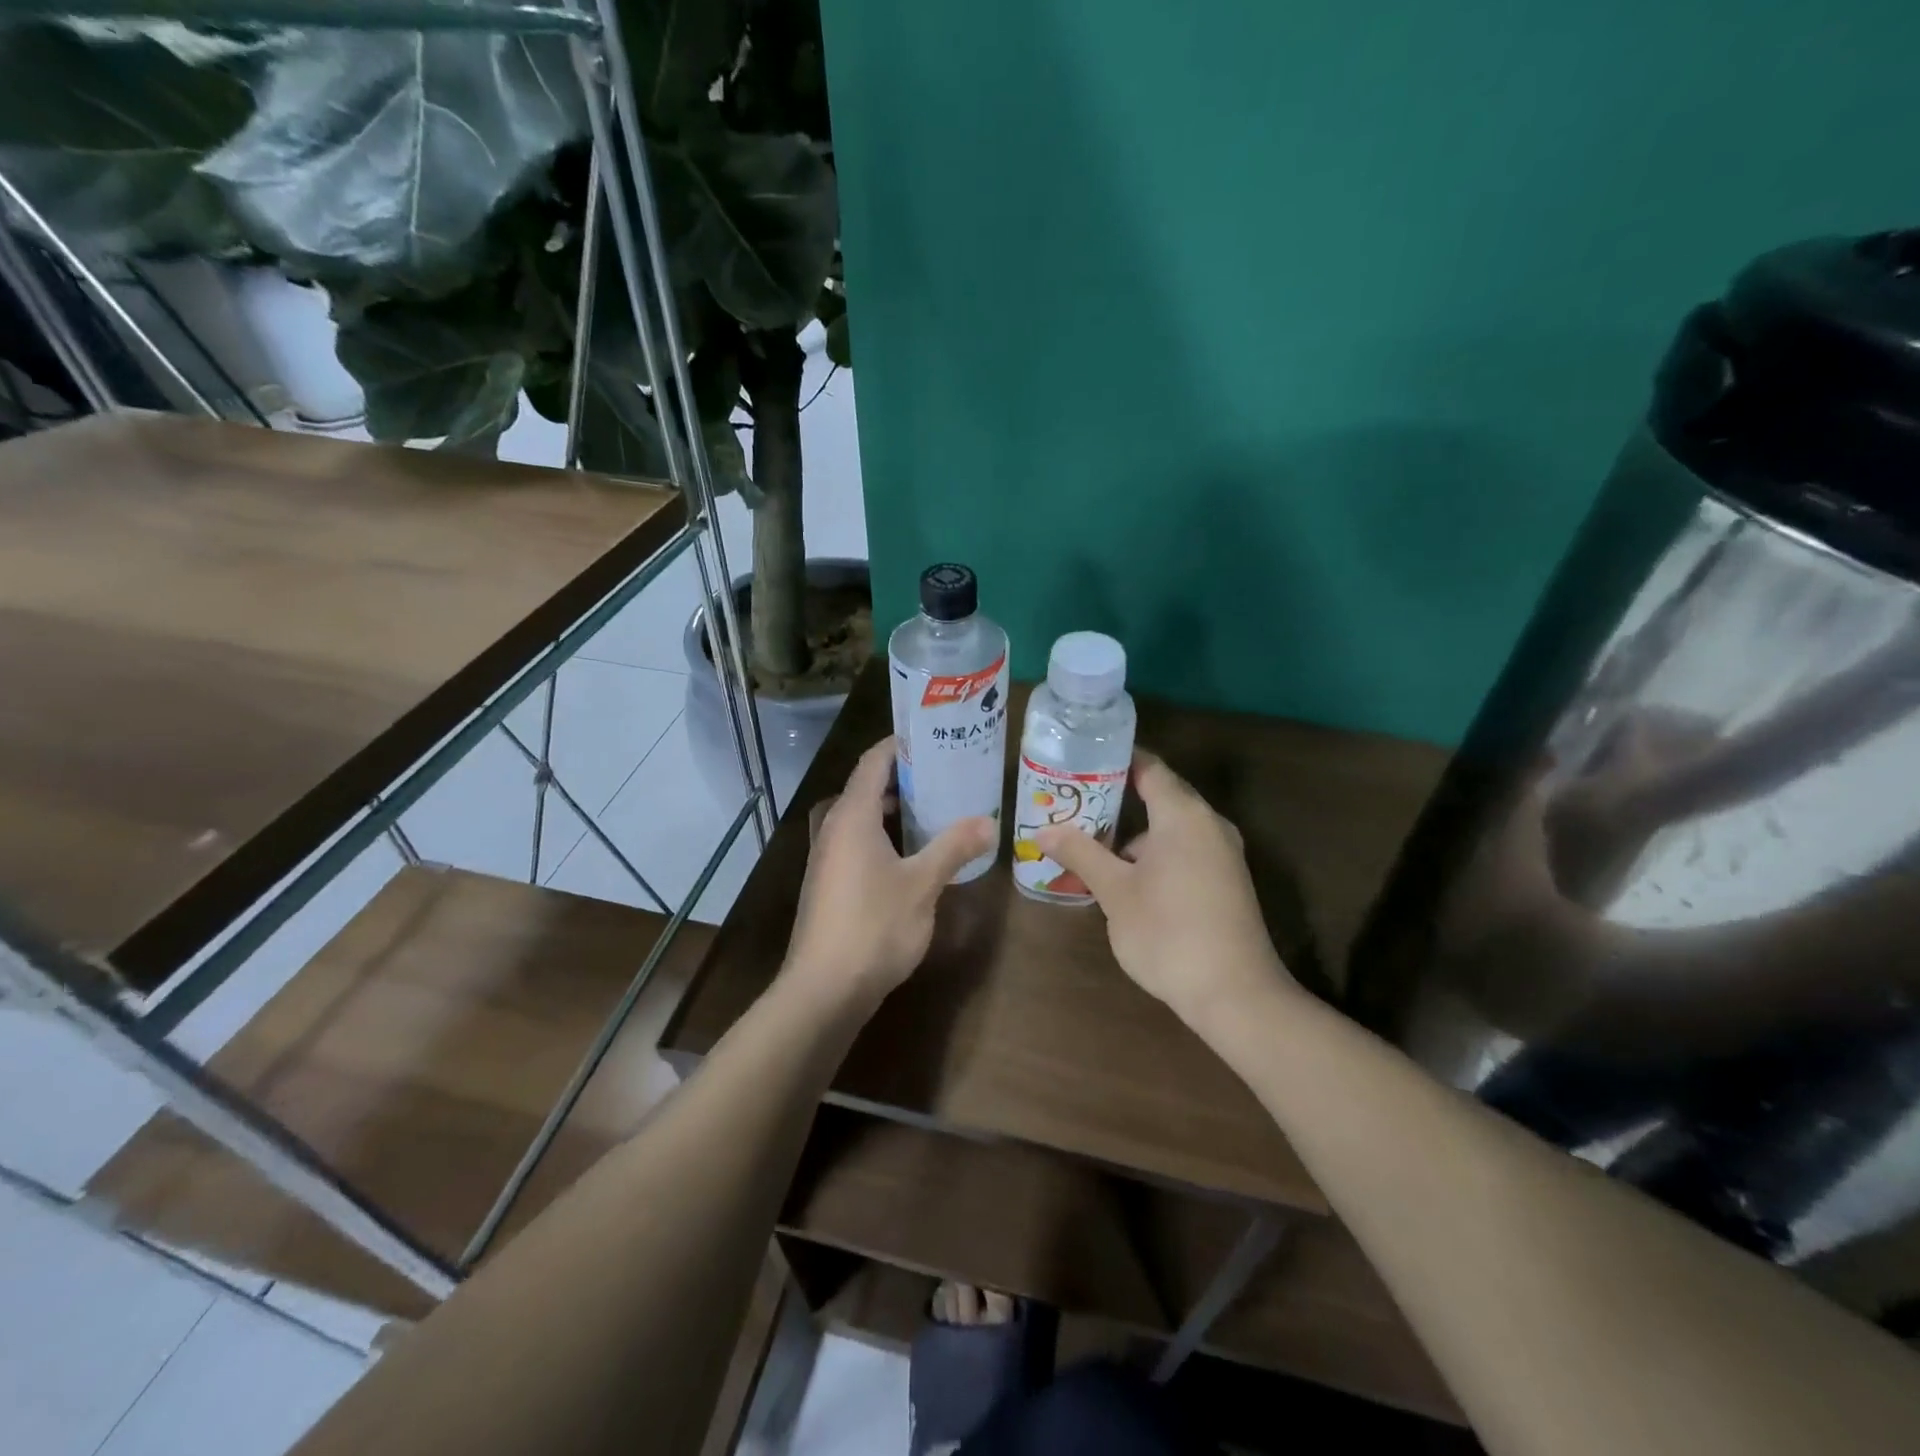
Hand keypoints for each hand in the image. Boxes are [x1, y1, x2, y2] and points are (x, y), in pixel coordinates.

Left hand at [785, 737, 995, 1000]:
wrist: (825, 989)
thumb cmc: (874, 926)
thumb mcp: (923, 884)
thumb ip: (954, 847)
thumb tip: (989, 821)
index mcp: (852, 816)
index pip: (873, 761)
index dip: (901, 745)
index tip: (935, 738)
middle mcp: (834, 828)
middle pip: (868, 786)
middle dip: (905, 778)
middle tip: (947, 774)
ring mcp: (828, 857)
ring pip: (863, 817)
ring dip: (896, 809)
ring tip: (938, 808)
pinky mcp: (830, 883)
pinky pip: (860, 842)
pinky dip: (886, 835)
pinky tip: (915, 853)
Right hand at [1035, 751, 1292, 1027]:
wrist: (1235, 995)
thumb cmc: (1168, 932)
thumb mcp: (1115, 892)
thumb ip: (1081, 853)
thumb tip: (1043, 831)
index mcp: (1184, 815)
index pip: (1149, 767)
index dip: (1115, 760)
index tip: (1080, 761)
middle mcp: (1210, 824)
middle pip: (1161, 795)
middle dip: (1117, 798)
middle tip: (1074, 802)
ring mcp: (1223, 854)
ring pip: (1172, 828)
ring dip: (1134, 833)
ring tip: (1090, 843)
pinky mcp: (1226, 881)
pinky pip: (1185, 850)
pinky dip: (1154, 853)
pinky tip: (1125, 878)